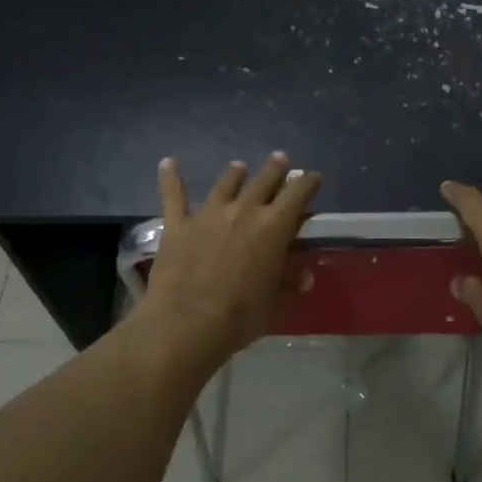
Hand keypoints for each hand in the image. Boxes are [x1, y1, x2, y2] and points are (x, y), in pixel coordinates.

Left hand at [135, 153, 323, 358]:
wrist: (188, 322)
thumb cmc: (241, 316)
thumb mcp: (275, 302)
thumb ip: (288, 284)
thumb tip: (304, 276)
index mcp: (274, 227)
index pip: (297, 194)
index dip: (307, 182)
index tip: (313, 178)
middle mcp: (245, 211)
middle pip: (264, 181)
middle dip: (275, 169)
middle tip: (281, 159)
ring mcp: (209, 214)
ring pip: (226, 183)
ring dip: (236, 173)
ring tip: (240, 166)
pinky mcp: (179, 224)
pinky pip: (174, 195)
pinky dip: (171, 177)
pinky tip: (168, 163)